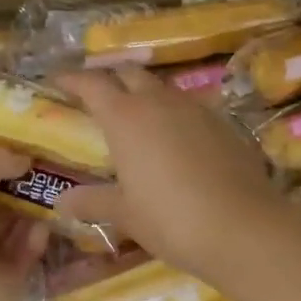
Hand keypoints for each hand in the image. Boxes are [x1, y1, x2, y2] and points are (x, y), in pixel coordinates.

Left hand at [0, 150, 49, 300]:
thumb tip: (23, 157)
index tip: (26, 154)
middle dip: (22, 192)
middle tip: (54, 172)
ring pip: (14, 233)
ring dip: (33, 215)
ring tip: (60, 194)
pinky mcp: (7, 287)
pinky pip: (25, 258)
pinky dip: (35, 243)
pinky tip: (45, 228)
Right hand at [55, 67, 282, 286]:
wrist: (244, 228)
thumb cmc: (171, 219)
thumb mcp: (125, 214)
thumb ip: (93, 201)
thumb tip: (62, 202)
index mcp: (125, 117)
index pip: (92, 84)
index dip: (72, 79)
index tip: (57, 80)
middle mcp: (158, 101)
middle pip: (128, 73)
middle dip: (110, 78)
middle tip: (96, 95)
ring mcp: (194, 108)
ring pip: (161, 88)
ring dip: (144, 93)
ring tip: (136, 116)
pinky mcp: (222, 122)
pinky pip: (189, 107)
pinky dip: (173, 113)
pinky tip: (175, 138)